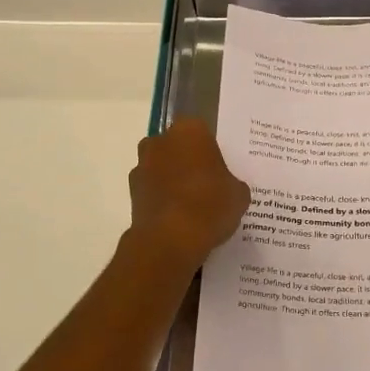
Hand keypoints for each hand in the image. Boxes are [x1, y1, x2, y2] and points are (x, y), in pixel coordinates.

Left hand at [127, 118, 249, 273]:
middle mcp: (161, 141)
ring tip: (192, 205)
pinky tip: (178, 218)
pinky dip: (162, 199)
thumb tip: (227, 188)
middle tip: (207, 184)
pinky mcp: (131, 192)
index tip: (220, 170)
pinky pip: (153, 189)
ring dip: (172, 179)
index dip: (212, 152)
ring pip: (162, 167)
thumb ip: (232, 183)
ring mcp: (142, 166)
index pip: (203, 133)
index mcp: (190, 131)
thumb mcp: (239, 194)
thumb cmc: (210, 205)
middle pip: (178, 147)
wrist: (170, 240)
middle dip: (188, 161)